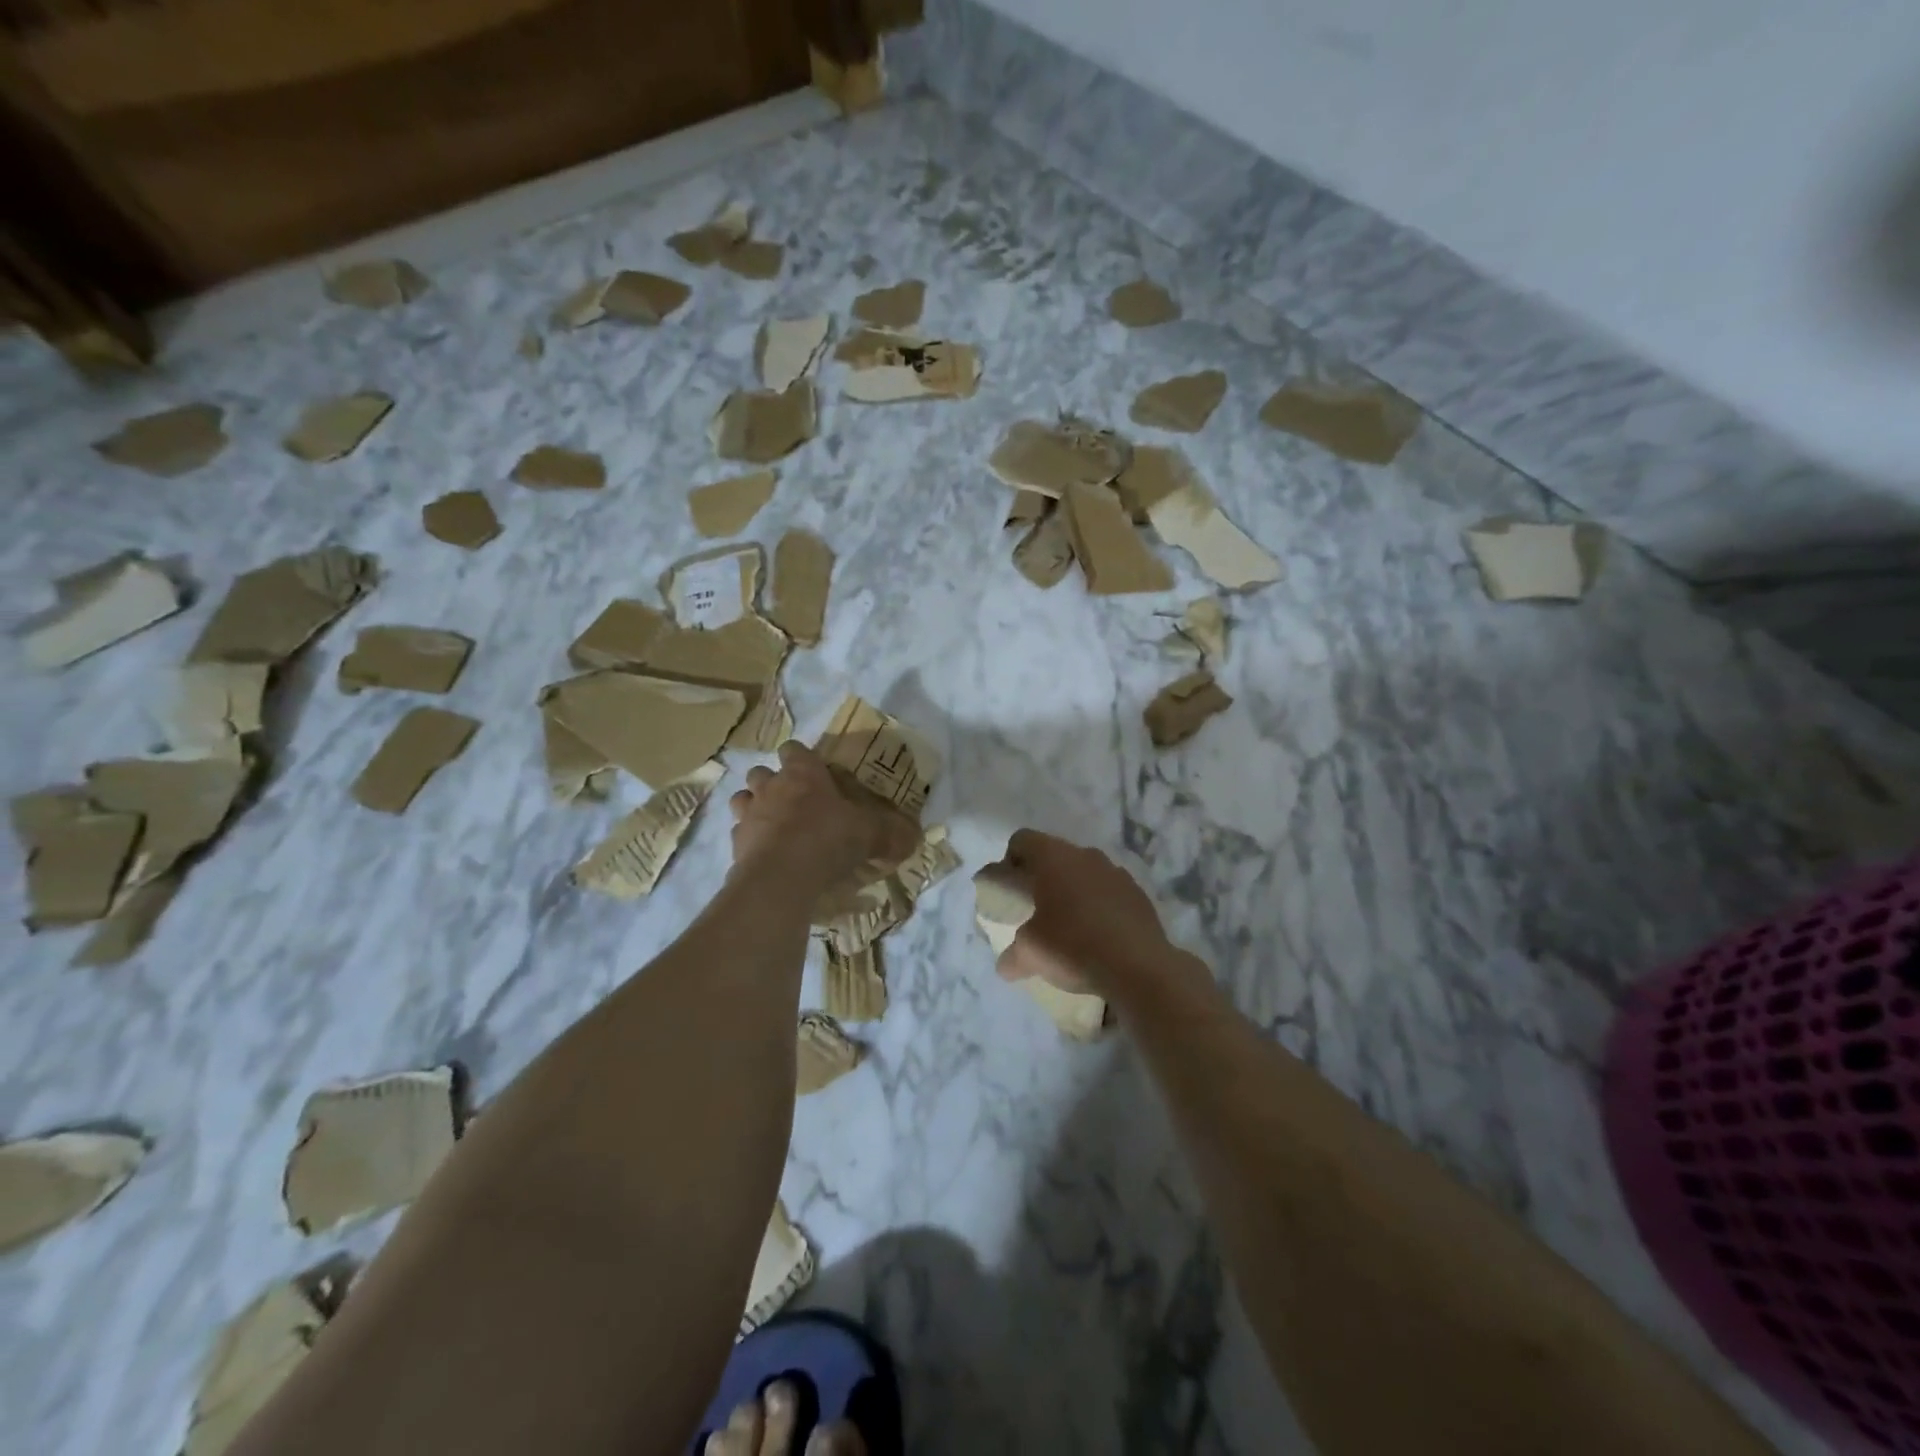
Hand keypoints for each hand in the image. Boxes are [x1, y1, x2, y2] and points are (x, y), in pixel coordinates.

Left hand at [728, 742, 919, 894]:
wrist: (781, 877)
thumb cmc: (827, 839)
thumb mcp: (870, 834)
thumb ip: (890, 833)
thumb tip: (913, 838)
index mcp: (803, 774)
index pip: (795, 749)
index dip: (801, 757)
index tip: (814, 770)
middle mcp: (771, 787)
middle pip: (761, 772)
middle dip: (772, 782)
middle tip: (793, 800)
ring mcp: (749, 815)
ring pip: (742, 799)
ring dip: (754, 807)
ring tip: (773, 825)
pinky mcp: (735, 845)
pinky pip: (739, 835)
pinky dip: (750, 842)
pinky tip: (766, 856)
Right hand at [991, 829, 1181, 998]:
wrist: (1139, 967)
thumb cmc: (1073, 947)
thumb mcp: (1030, 954)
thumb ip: (1012, 955)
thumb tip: (1006, 965)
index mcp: (1052, 857)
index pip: (1022, 840)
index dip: (1009, 861)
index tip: (1008, 890)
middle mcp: (1084, 854)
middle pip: (1053, 854)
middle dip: (1041, 877)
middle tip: (1034, 908)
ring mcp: (1115, 871)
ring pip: (1083, 871)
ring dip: (1071, 889)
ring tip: (1068, 923)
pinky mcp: (1137, 892)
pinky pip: (1108, 890)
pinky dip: (1098, 904)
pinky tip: (1097, 933)